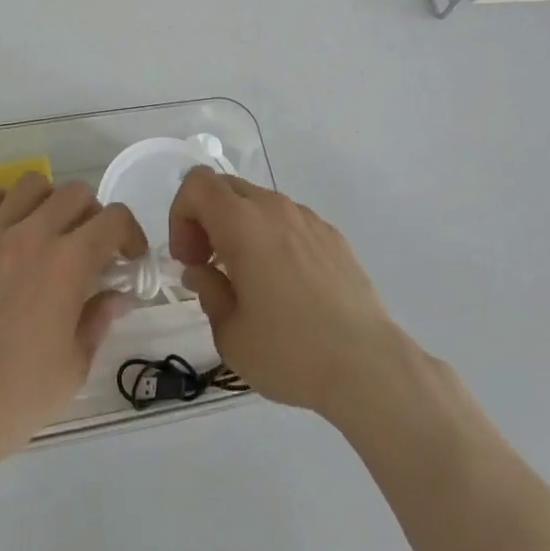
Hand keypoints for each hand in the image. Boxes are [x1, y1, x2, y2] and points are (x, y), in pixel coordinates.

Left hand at [0, 174, 144, 460]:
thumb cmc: (16, 397)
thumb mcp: (74, 366)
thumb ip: (99, 319)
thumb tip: (118, 295)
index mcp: (68, 262)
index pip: (114, 219)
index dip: (130, 233)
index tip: (129, 257)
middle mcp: (32, 235)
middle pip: (75, 193)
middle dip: (93, 216)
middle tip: (89, 247)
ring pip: (31, 185)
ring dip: (49, 202)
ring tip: (46, 232)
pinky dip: (1, 204)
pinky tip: (4, 229)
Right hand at [168, 169, 418, 424]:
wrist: (368, 366)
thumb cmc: (290, 351)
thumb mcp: (230, 334)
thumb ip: (208, 291)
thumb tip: (203, 272)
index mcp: (243, 223)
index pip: (197, 184)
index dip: (181, 214)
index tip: (190, 259)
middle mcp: (275, 208)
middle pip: (226, 188)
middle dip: (206, 219)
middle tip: (209, 265)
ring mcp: (308, 219)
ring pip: (259, 204)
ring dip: (240, 229)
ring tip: (249, 280)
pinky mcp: (333, 236)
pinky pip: (290, 222)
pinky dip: (273, 239)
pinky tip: (287, 287)